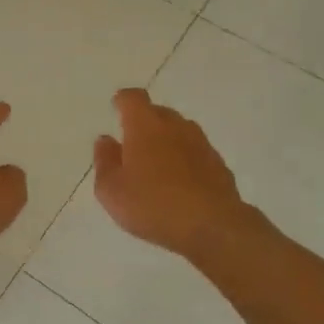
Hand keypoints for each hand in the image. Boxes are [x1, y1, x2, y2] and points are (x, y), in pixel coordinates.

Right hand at [93, 89, 256, 261]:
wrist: (212, 225)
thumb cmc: (153, 204)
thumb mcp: (112, 190)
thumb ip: (105, 161)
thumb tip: (105, 141)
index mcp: (145, 126)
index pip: (133, 98)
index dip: (123, 100)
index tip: (117, 107)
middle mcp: (175, 126)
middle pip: (158, 112)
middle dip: (144, 122)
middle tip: (133, 145)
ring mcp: (201, 143)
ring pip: (179, 131)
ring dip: (166, 141)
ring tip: (156, 165)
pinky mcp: (218, 164)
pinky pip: (195, 153)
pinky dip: (185, 160)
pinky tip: (179, 183)